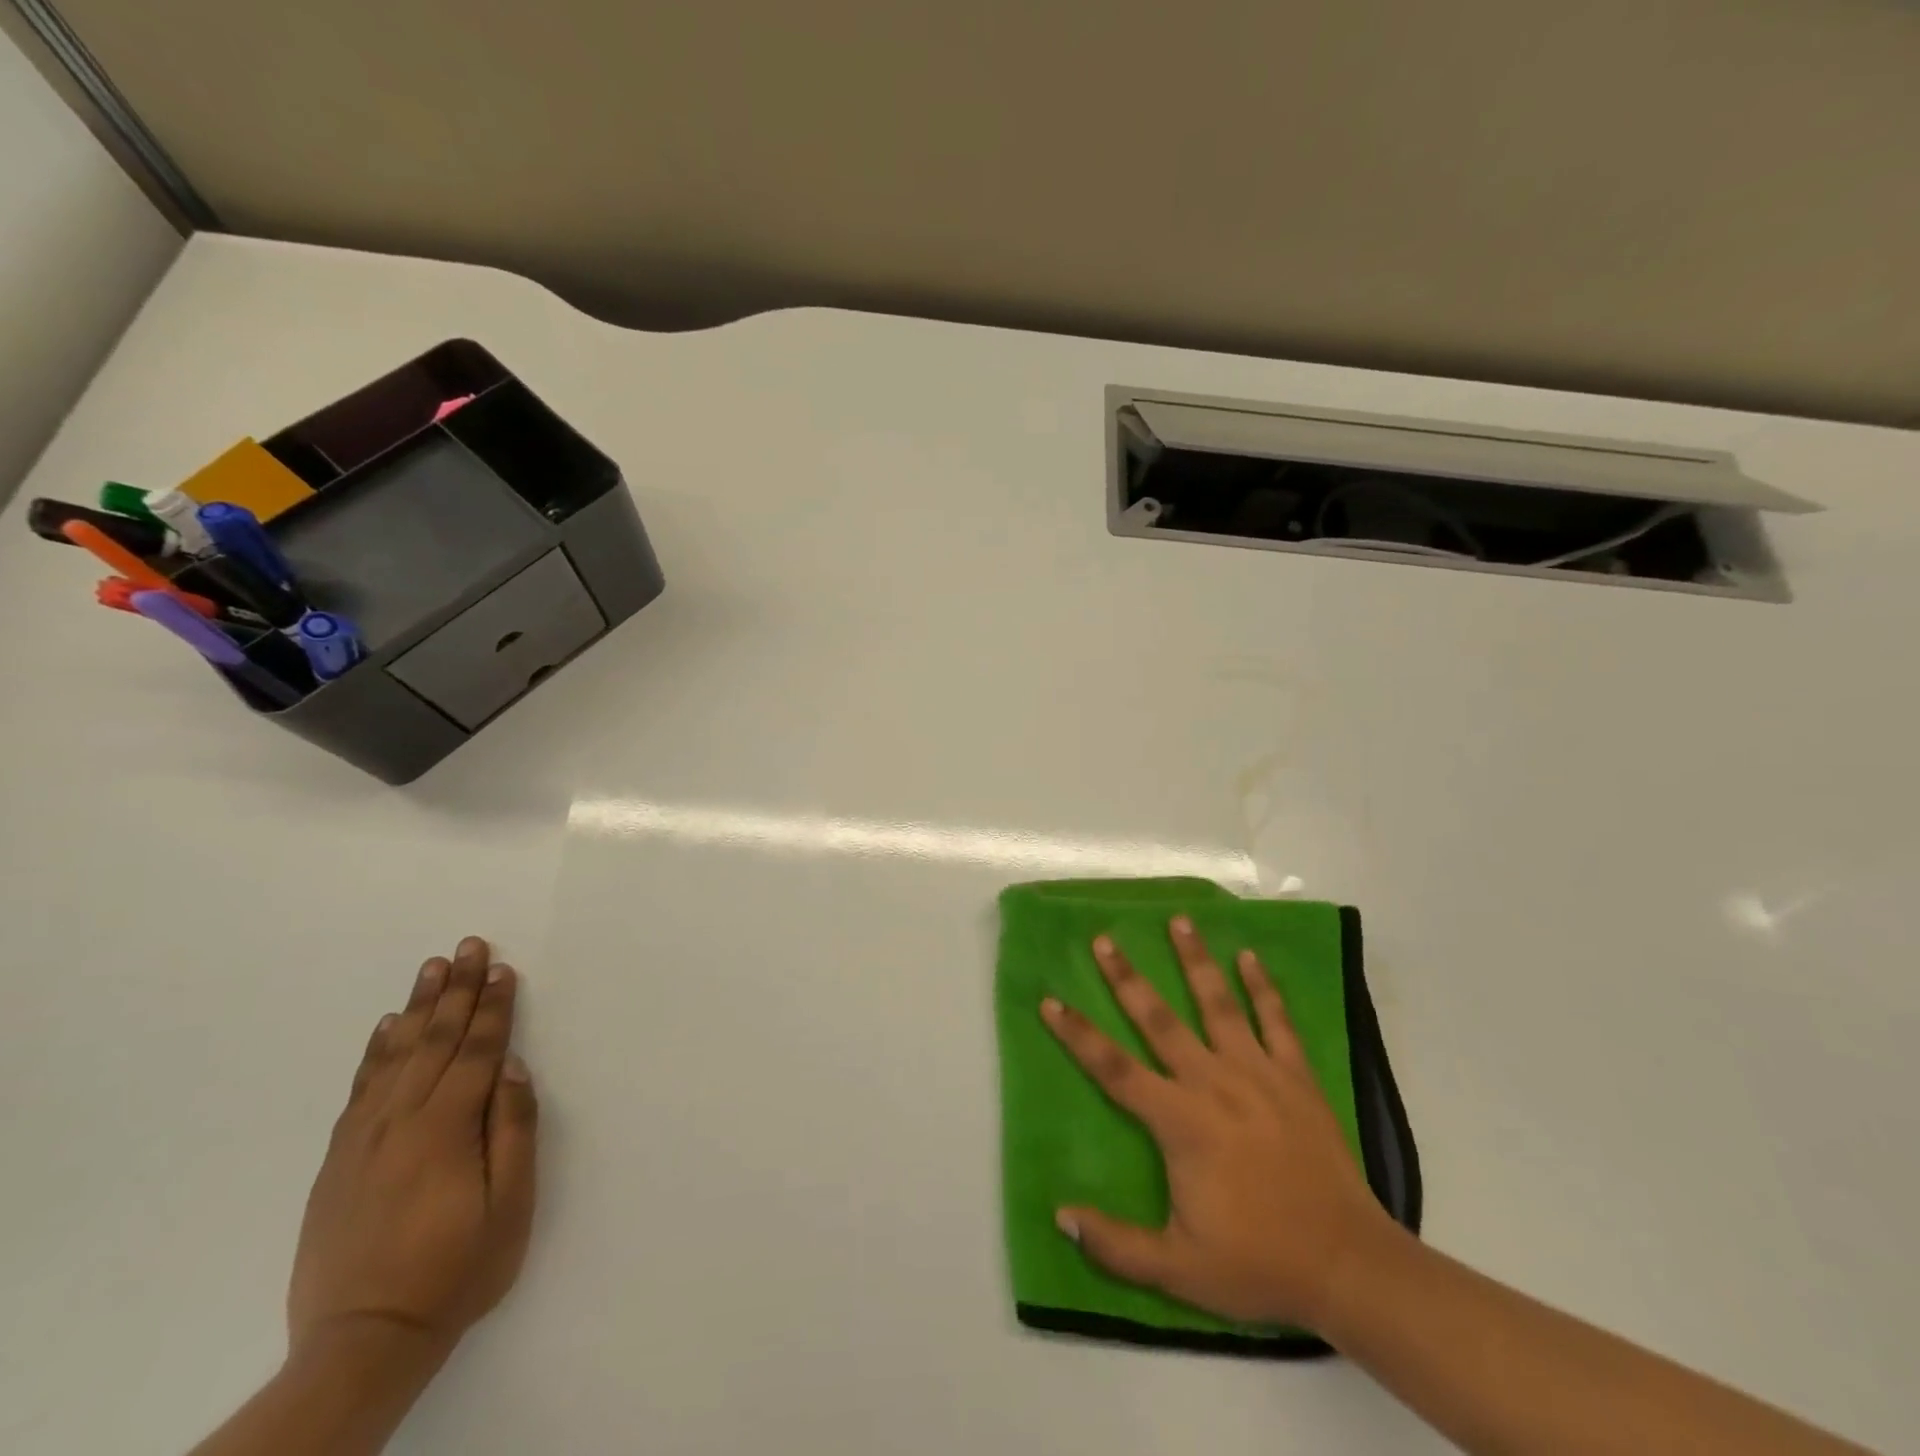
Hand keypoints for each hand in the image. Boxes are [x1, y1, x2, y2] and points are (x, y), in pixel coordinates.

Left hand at [287, 936, 537, 1360]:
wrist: (362, 1342)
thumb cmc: (457, 1270)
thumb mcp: (510, 1205)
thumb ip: (513, 1131)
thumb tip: (515, 1070)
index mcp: (446, 1128)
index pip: (478, 1051)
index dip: (494, 1007)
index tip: (503, 968)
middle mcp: (401, 1121)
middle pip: (436, 1039)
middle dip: (457, 989)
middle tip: (468, 946)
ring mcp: (363, 1138)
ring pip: (396, 1055)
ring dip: (418, 1007)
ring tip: (432, 967)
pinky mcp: (339, 1159)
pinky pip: (361, 1088)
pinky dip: (376, 1051)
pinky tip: (388, 1027)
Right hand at [1040, 915, 1395, 1328]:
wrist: (1348, 1265)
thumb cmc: (1258, 1263)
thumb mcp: (1179, 1271)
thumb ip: (1117, 1245)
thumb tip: (1062, 1217)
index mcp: (1179, 1121)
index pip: (1114, 1068)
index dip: (1078, 1035)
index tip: (1050, 1001)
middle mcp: (1212, 1082)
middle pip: (1159, 1020)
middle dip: (1127, 978)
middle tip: (1104, 939)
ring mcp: (1258, 1073)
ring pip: (1219, 1004)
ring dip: (1195, 961)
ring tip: (1179, 921)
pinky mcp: (1296, 1077)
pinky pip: (1277, 1021)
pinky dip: (1264, 987)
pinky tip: (1250, 956)